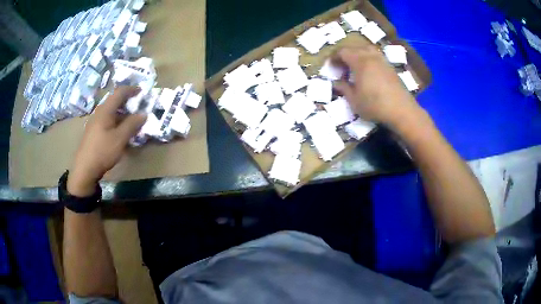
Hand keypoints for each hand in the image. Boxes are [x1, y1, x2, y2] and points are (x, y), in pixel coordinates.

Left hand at [67, 86, 146, 196]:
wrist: (84, 169)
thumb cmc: (103, 151)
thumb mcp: (120, 138)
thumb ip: (132, 124)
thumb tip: (143, 114)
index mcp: (105, 110)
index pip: (119, 92)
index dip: (131, 90)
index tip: (141, 91)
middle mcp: (99, 113)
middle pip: (114, 101)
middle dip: (127, 101)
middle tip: (138, 106)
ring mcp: (95, 122)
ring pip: (111, 112)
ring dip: (122, 113)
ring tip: (131, 120)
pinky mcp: (93, 131)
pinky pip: (107, 120)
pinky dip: (116, 121)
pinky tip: (120, 131)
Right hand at [331, 45, 423, 127]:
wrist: (402, 110)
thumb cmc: (375, 105)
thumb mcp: (354, 100)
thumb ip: (343, 89)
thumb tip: (336, 83)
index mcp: (360, 61)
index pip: (342, 52)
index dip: (334, 57)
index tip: (330, 66)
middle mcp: (371, 56)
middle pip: (354, 48)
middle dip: (344, 55)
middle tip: (341, 67)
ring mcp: (382, 60)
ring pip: (366, 49)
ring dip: (357, 55)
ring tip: (354, 67)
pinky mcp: (390, 67)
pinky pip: (375, 56)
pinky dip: (368, 59)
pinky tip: (368, 71)